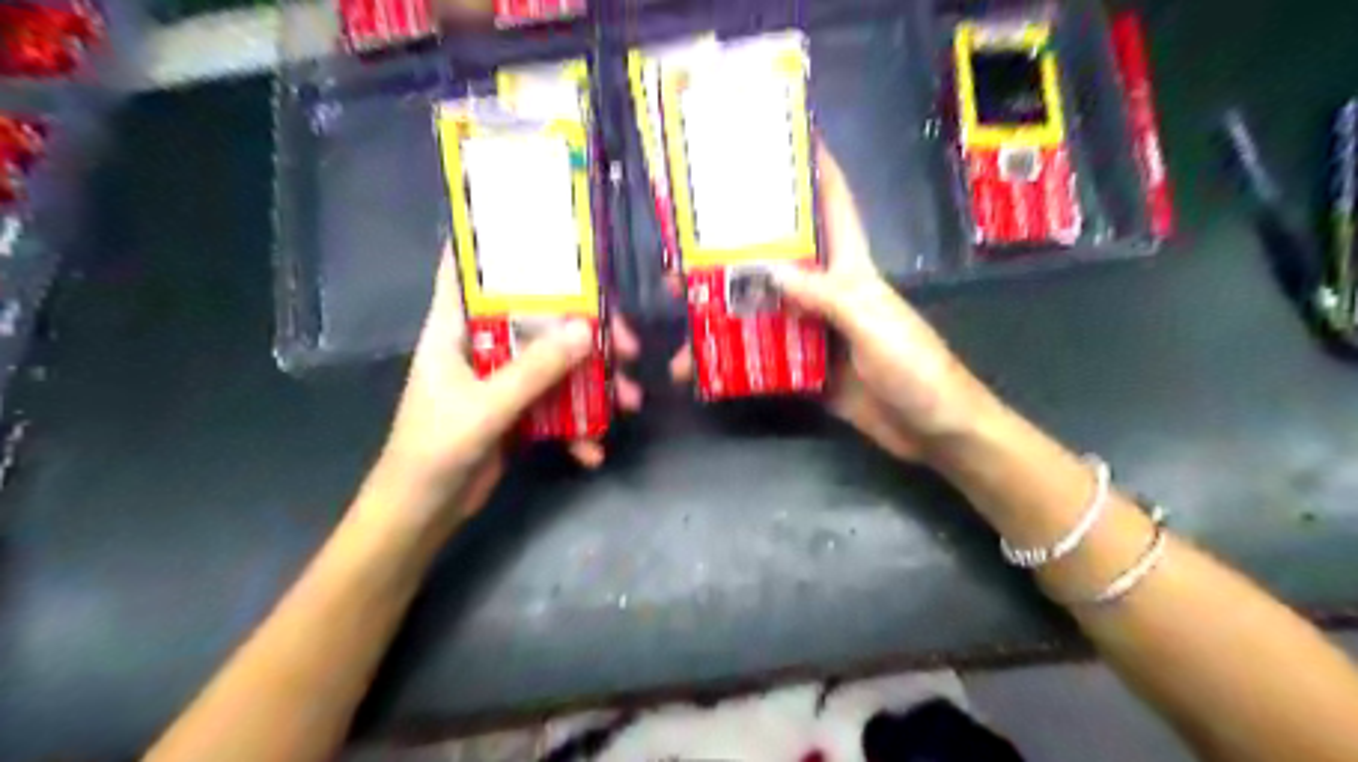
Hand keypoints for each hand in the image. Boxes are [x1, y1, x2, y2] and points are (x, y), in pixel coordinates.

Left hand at [372, 248, 643, 525]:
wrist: (422, 515)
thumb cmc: (434, 451)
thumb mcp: (484, 408)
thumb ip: (534, 370)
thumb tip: (587, 330)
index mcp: (455, 329)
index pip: (469, 270)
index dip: (498, 245)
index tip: (548, 232)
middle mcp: (481, 346)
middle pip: (539, 319)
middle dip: (586, 330)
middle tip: (628, 344)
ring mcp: (502, 380)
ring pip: (557, 363)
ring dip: (595, 381)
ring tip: (628, 402)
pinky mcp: (517, 411)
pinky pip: (557, 404)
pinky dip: (579, 425)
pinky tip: (592, 451)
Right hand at [676, 144, 999, 462]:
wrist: (933, 431)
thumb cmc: (916, 368)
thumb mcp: (872, 323)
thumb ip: (823, 296)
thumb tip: (764, 269)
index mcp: (851, 269)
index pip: (834, 206)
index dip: (816, 169)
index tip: (785, 136)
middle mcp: (827, 293)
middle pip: (775, 262)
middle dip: (732, 253)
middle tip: (683, 254)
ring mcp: (813, 332)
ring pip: (760, 312)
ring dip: (721, 313)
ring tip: (680, 315)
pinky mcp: (806, 368)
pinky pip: (762, 357)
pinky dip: (733, 360)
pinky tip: (701, 367)